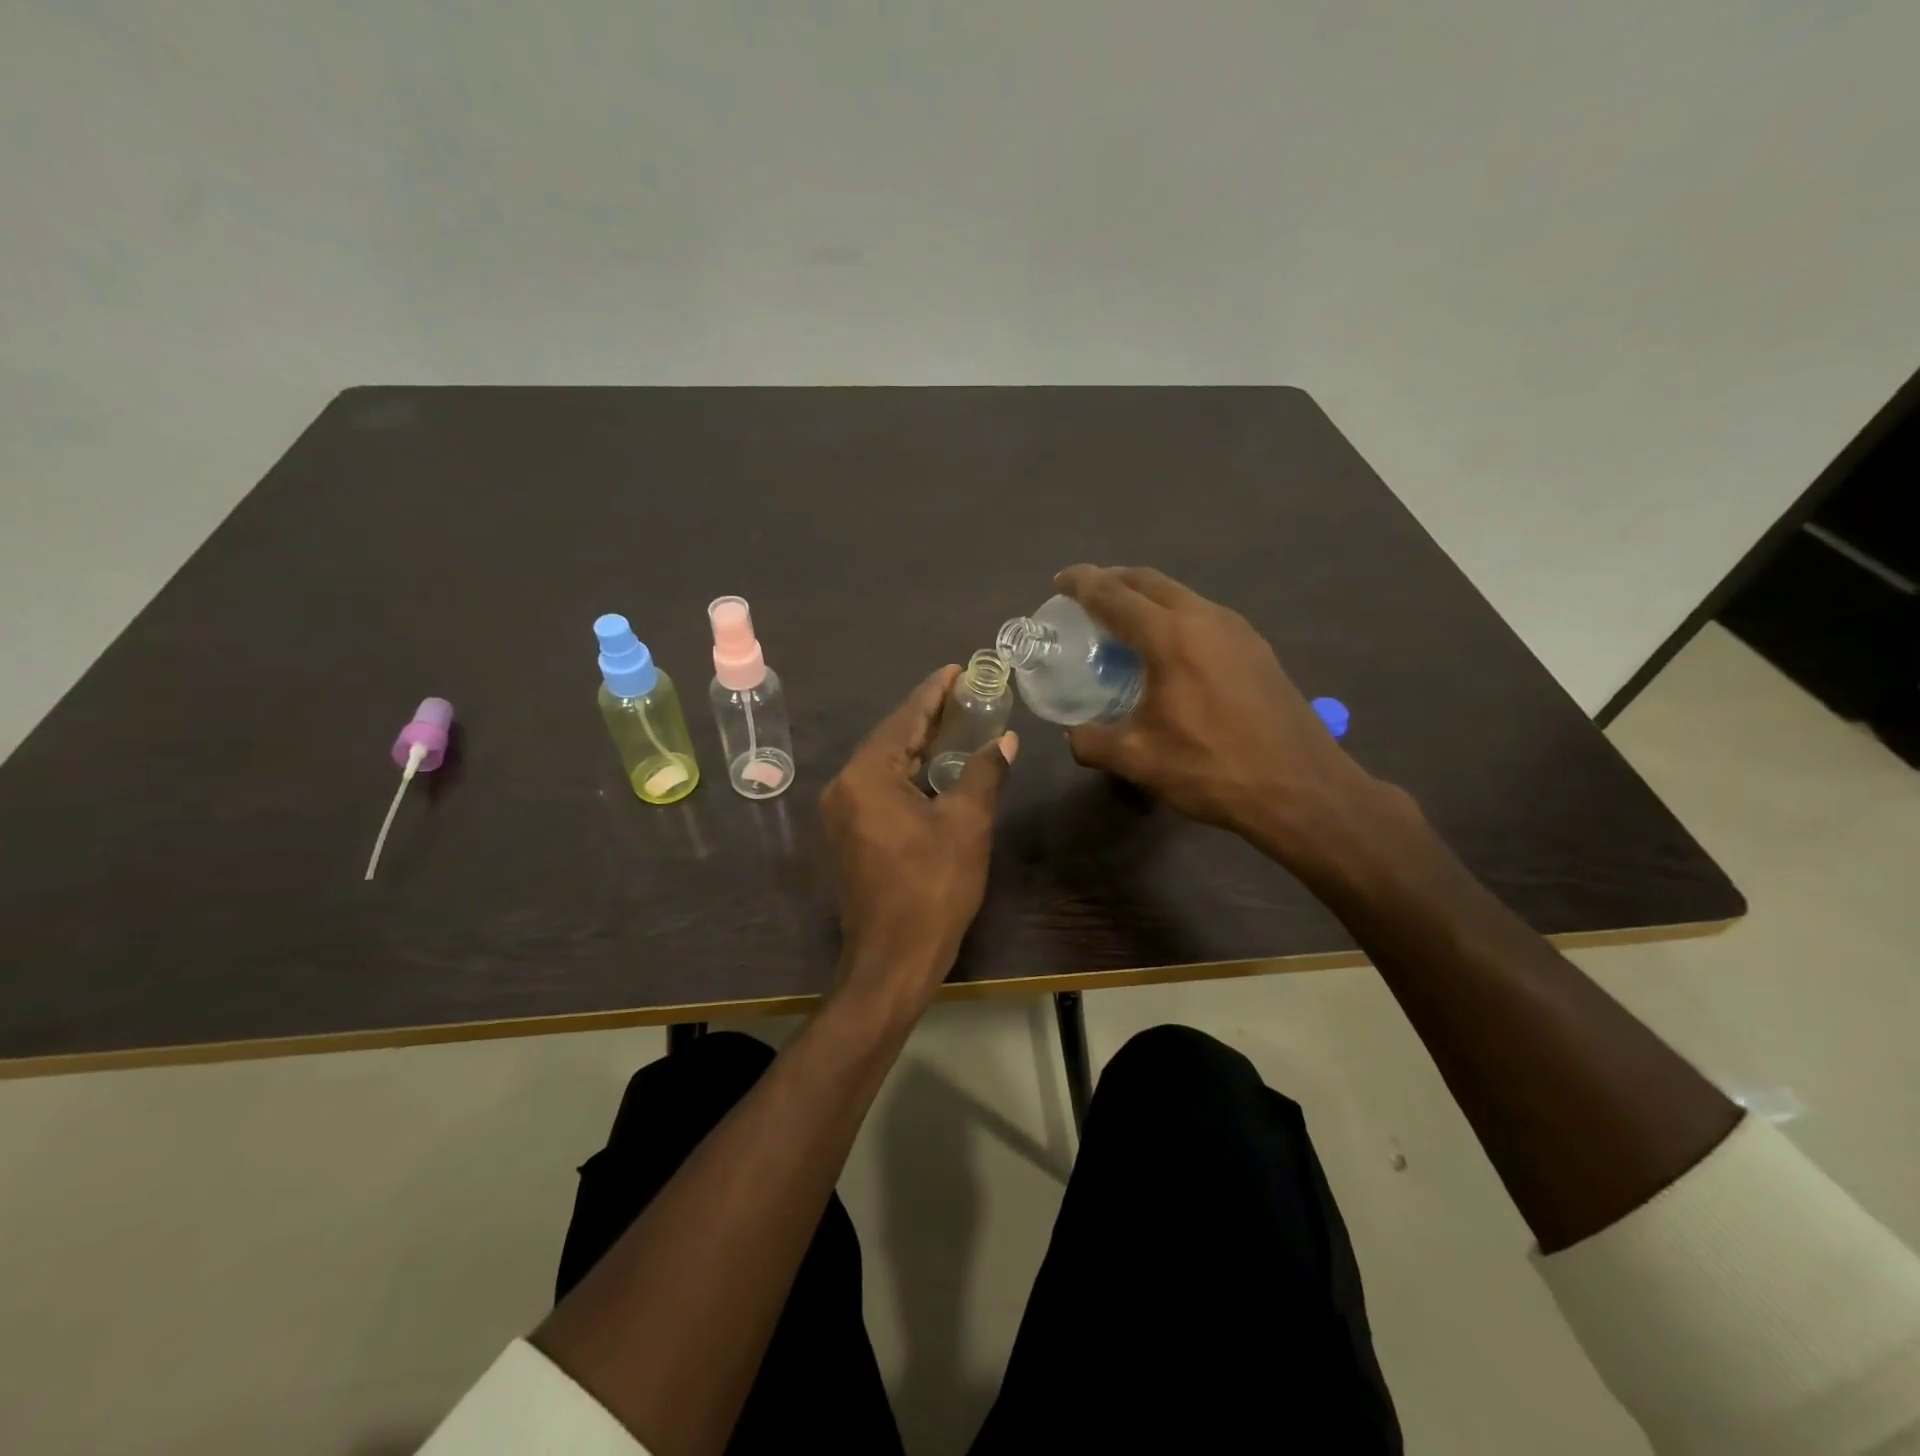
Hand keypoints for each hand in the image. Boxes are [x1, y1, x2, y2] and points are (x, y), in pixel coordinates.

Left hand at [819, 666, 1017, 1021]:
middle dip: (928, 716)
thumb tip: (1005, 740)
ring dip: (919, 744)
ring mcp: (841, 812)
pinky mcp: (848, 833)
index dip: (935, 692)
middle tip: (966, 693)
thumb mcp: (967, 824)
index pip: (905, 719)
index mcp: (867, 776)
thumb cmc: (933, 888)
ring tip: (957, 723)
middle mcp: (844, 786)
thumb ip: (983, 772)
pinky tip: (935, 767)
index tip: (959, 669)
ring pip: (884, 763)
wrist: (893, 958)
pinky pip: (879, 786)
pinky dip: (908, 772)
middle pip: (891, 738)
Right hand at [1057, 565, 1384, 858]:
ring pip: (1181, 595)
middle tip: (1086, 595)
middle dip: (1113, 580)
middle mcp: (1206, 619)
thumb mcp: (1139, 760)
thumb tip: (1075, 734)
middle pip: (1149, 582)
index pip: (1114, 595)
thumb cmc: (1213, 769)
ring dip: (1146, 598)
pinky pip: (1202, 616)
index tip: (1060, 581)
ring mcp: (1238, 631)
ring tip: (1122, 621)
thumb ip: (1093, 742)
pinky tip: (1167, 651)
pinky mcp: (1257, 649)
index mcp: (1171, 637)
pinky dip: (1173, 617)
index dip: (1082, 584)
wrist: (1302, 789)